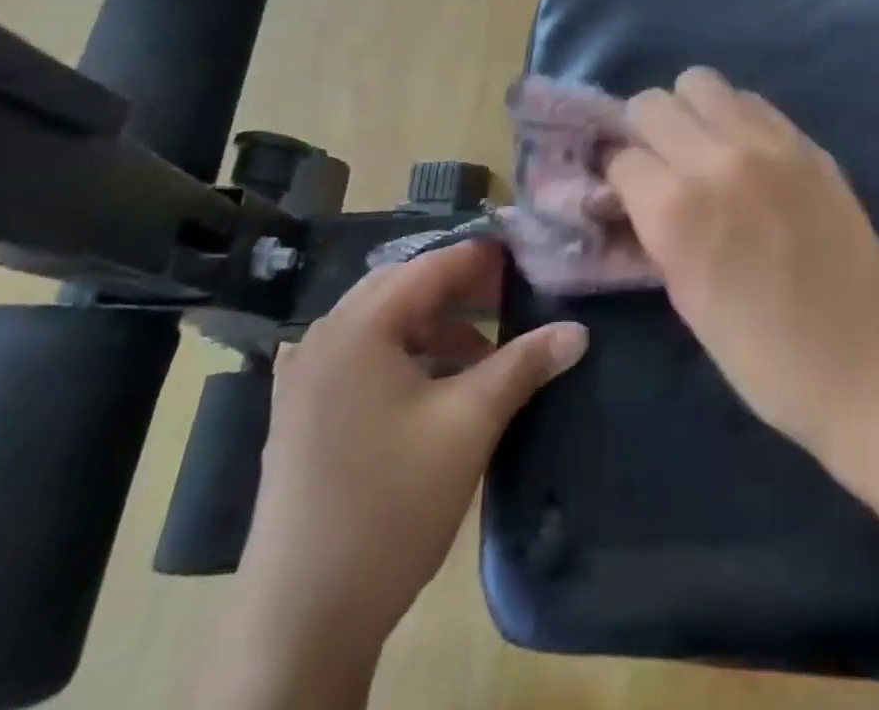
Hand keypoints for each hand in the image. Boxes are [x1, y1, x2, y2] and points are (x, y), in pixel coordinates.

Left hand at [197, 240, 586, 708]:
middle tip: (510, 298)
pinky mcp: (300, 414)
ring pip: (382, 324)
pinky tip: (434, 385)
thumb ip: (524, 365)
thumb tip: (578, 330)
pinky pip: (361, 357)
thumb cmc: (390, 504)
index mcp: (358, 327)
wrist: (300, 621)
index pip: (431, 266)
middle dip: (459, 289)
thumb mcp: (469, 425)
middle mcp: (324, 338)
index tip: (529, 257)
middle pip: (403, 287)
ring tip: (482, 353)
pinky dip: (404, 354)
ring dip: (434, 326)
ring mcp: (304, 378)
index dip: (483, 258)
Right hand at [605, 67, 878, 453]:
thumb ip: (654, 231)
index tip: (624, 191)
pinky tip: (745, 153)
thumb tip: (631, 195)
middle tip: (658, 164)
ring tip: (700, 147)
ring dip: (688, 111)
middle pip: (652, 102)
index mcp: (676, 209)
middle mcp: (716, 159)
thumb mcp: (685, 298)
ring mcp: (768, 143)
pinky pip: (753, 102)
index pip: (620, 156)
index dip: (617, 176)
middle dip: (643, 131)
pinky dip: (734, 116)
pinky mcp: (807, 142)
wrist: (867, 361)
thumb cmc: (763, 356)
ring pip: (701, 82)